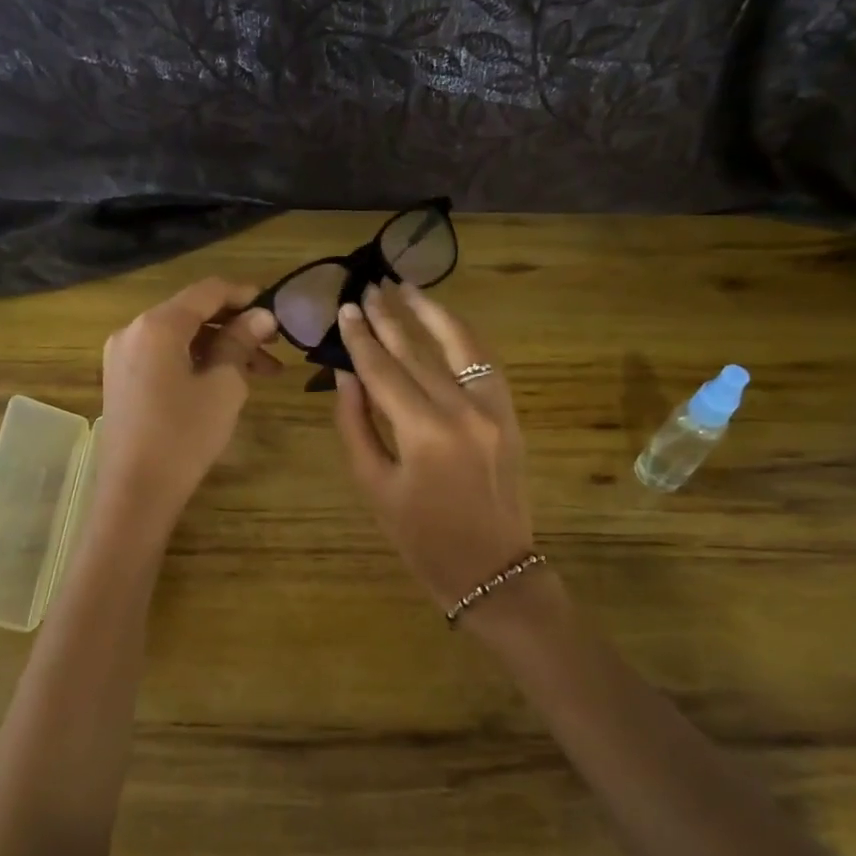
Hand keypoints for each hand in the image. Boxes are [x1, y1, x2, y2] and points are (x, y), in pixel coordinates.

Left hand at [96, 279, 279, 532]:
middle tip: (274, 347)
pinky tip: (224, 381)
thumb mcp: (223, 386)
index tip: (277, 309)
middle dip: (235, 326)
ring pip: (180, 337)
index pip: (207, 291)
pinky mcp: (122, 379)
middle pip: (192, 313)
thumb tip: (262, 316)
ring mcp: (122, 356)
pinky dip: (195, 361)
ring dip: (219, 347)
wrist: (136, 491)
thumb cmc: (185, 436)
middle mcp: (133, 330)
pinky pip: (164, 356)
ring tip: (260, 372)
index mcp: (157, 325)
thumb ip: (241, 343)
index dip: (245, 295)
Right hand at [332, 282, 535, 615]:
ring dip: (431, 313)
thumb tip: (346, 375)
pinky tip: (444, 323)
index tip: (345, 309)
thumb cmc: (422, 538)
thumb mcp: (374, 486)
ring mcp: (494, 409)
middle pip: (418, 352)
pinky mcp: (510, 415)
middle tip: (368, 288)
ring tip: (407, 287)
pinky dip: (463, 339)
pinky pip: (485, 364)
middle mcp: (462, 410)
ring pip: (460, 346)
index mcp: (424, 433)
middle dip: (390, 318)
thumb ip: (356, 425)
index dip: (361, 339)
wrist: (490, 568)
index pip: (384, 371)